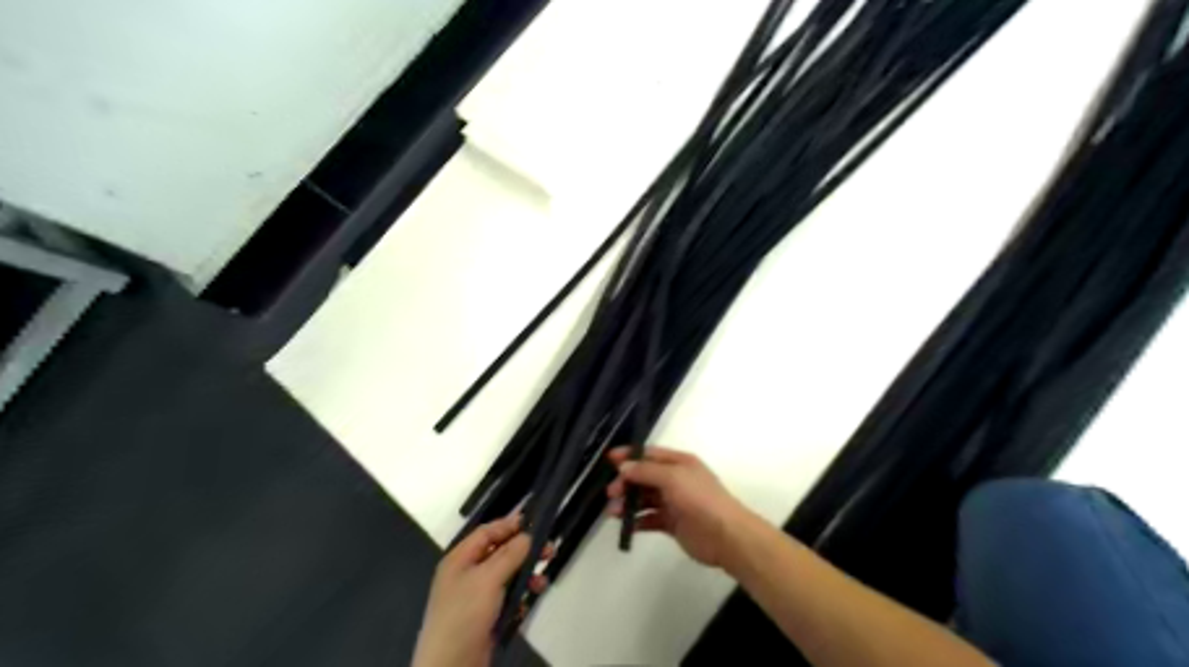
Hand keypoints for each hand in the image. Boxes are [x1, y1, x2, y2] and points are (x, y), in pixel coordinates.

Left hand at [414, 516, 551, 666]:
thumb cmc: (465, 614)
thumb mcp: (488, 578)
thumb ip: (510, 554)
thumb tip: (527, 535)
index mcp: (459, 559)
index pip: (487, 532)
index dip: (509, 525)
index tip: (535, 522)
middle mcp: (466, 573)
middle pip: (499, 553)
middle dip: (524, 552)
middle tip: (549, 551)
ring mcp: (475, 596)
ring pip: (506, 576)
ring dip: (525, 576)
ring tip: (542, 582)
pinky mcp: (484, 616)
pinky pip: (506, 598)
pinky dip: (519, 597)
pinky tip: (528, 602)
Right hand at [607, 444, 755, 563]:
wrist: (726, 535)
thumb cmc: (700, 499)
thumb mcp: (673, 477)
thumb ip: (646, 471)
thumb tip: (624, 467)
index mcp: (679, 463)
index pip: (649, 454)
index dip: (629, 455)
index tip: (609, 459)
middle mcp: (676, 479)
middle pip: (644, 477)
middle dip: (626, 482)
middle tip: (611, 492)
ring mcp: (674, 502)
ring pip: (645, 498)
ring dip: (628, 503)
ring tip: (613, 512)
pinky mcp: (672, 523)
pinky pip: (650, 519)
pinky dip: (637, 521)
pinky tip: (627, 526)